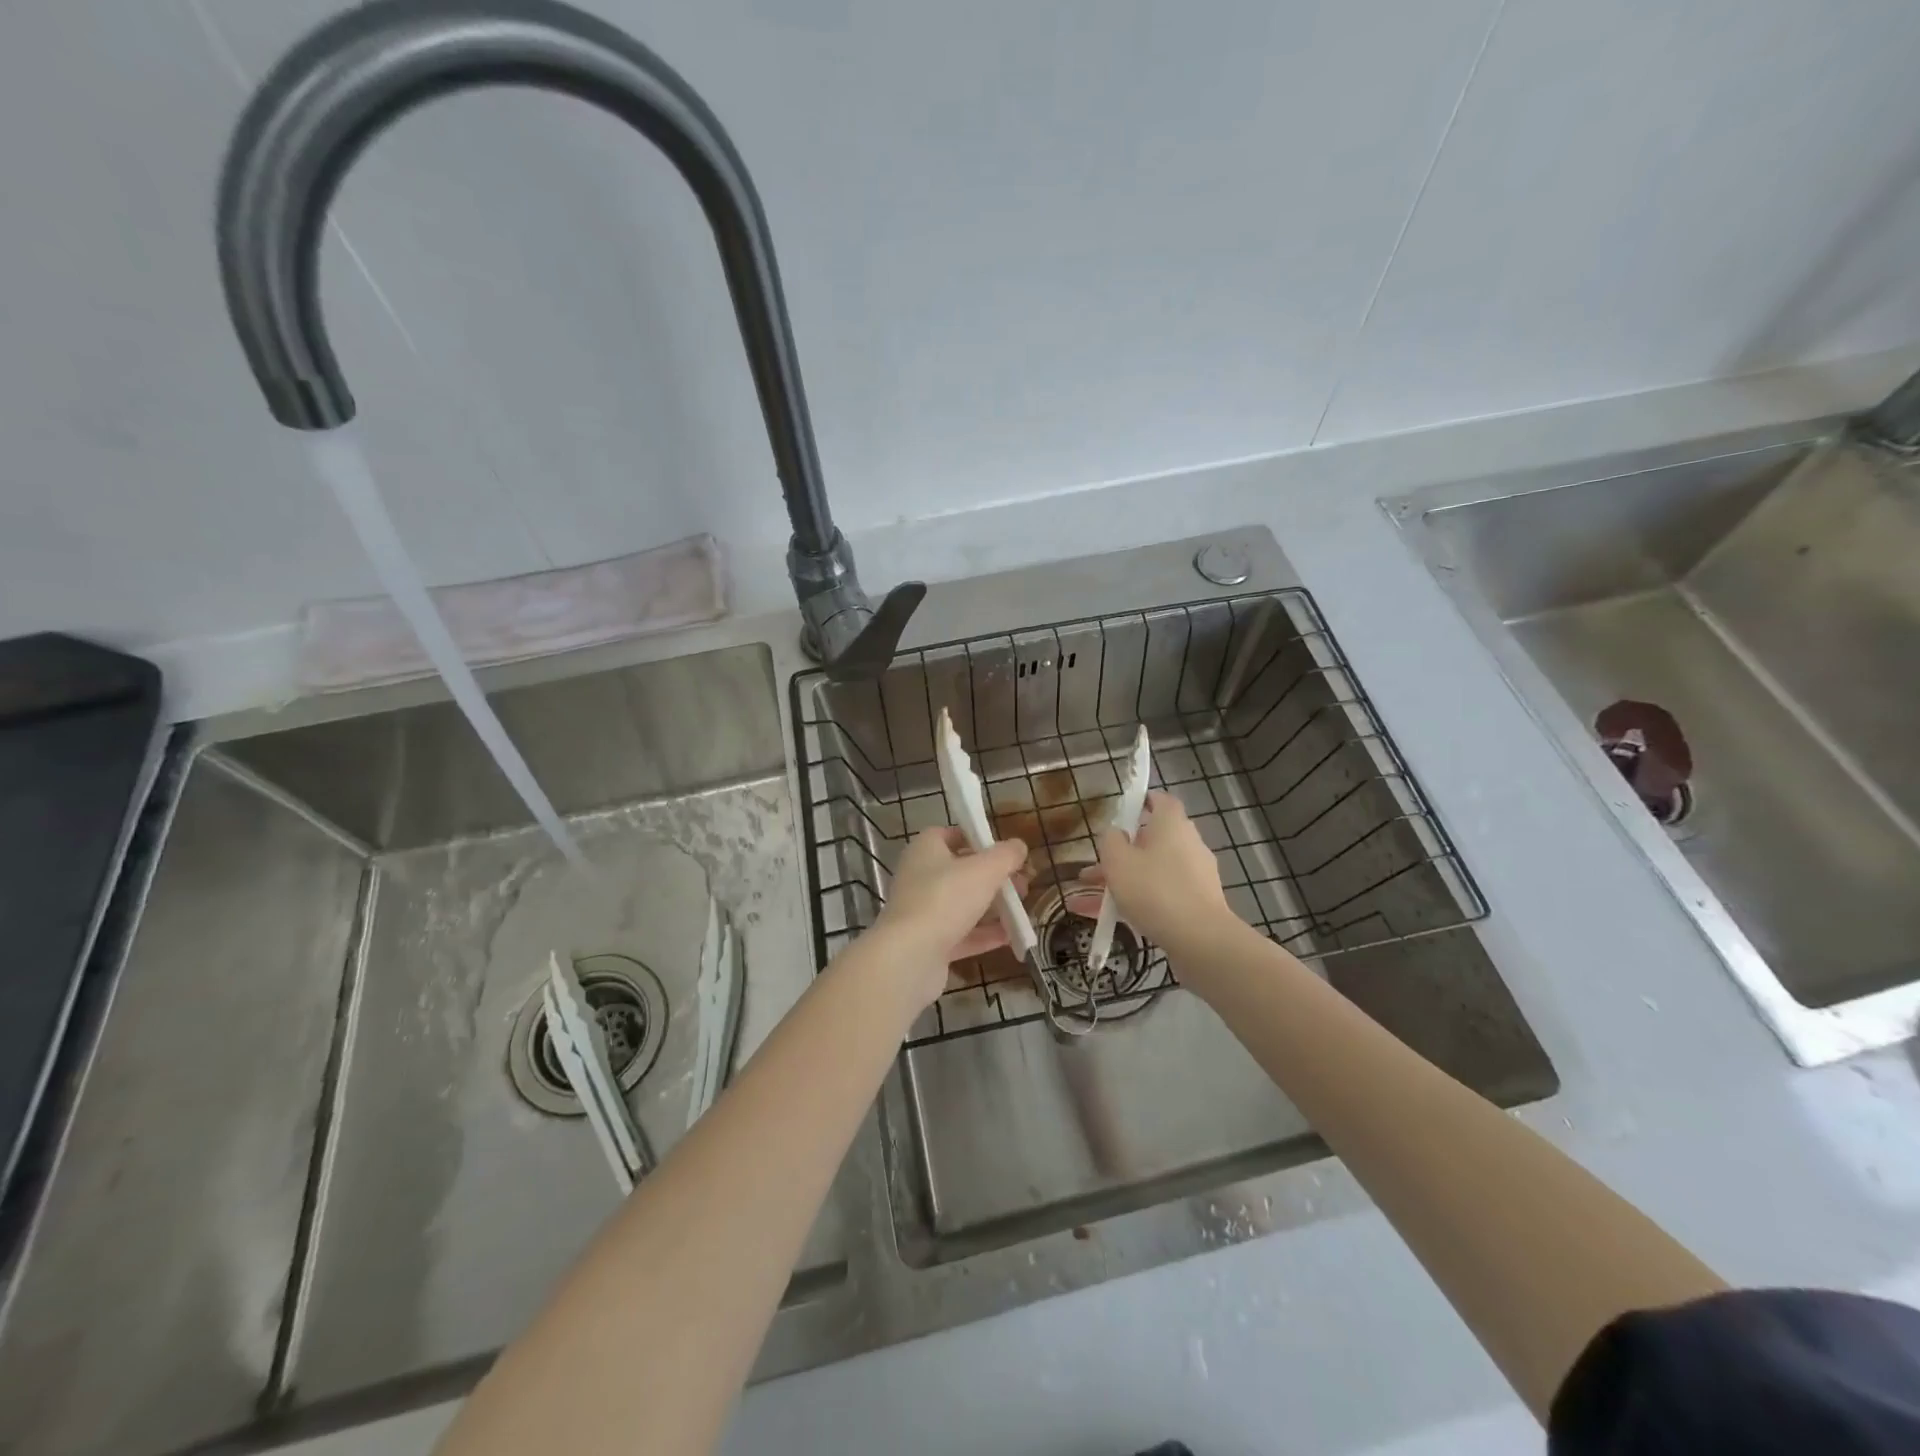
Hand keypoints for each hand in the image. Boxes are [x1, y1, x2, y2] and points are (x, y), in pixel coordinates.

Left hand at [872, 828, 1028, 1007]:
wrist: (909, 957)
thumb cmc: (945, 898)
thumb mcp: (984, 870)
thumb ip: (1005, 855)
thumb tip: (1019, 846)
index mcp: (925, 850)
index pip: (949, 834)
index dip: (976, 838)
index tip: (1003, 849)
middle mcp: (919, 877)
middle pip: (960, 871)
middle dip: (993, 877)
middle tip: (1022, 884)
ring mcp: (922, 912)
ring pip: (962, 904)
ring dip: (992, 907)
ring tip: (1022, 909)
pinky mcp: (928, 943)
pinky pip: (961, 934)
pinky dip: (985, 935)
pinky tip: (1011, 937)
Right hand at [1076, 790, 1235, 953]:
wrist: (1200, 940)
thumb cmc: (1154, 890)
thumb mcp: (1117, 861)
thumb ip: (1110, 840)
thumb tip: (1116, 833)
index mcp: (1172, 825)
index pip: (1161, 800)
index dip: (1142, 802)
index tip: (1123, 811)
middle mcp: (1188, 844)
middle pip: (1152, 841)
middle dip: (1121, 854)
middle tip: (1094, 868)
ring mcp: (1196, 876)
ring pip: (1152, 872)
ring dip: (1123, 882)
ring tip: (1088, 902)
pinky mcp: (1198, 903)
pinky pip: (1161, 895)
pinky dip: (1138, 902)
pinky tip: (1110, 921)